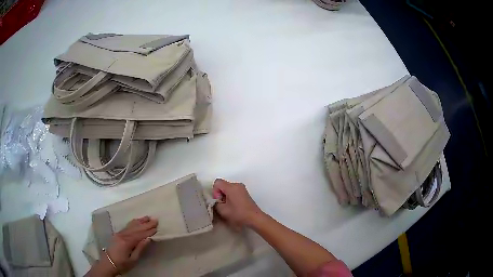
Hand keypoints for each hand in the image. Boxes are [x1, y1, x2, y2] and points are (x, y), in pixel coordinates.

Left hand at [88, 216, 157, 276]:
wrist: (108, 263)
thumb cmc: (122, 264)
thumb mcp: (133, 260)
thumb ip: (140, 249)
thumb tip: (148, 239)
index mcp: (127, 242)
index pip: (140, 235)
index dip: (149, 231)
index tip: (157, 227)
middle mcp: (123, 235)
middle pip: (136, 228)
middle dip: (146, 224)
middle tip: (155, 219)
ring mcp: (119, 233)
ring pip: (131, 225)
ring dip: (140, 221)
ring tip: (147, 217)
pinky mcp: (117, 234)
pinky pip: (127, 226)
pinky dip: (133, 222)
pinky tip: (136, 220)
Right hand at [212, 179, 263, 229]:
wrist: (254, 218)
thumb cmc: (238, 214)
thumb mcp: (222, 210)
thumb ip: (215, 203)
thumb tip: (216, 201)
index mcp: (231, 187)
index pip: (217, 182)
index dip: (215, 192)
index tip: (219, 201)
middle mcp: (237, 184)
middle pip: (223, 185)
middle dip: (220, 194)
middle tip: (223, 205)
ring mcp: (242, 188)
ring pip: (228, 189)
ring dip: (225, 196)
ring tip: (229, 207)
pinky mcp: (245, 193)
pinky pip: (233, 191)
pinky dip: (231, 197)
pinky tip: (234, 207)